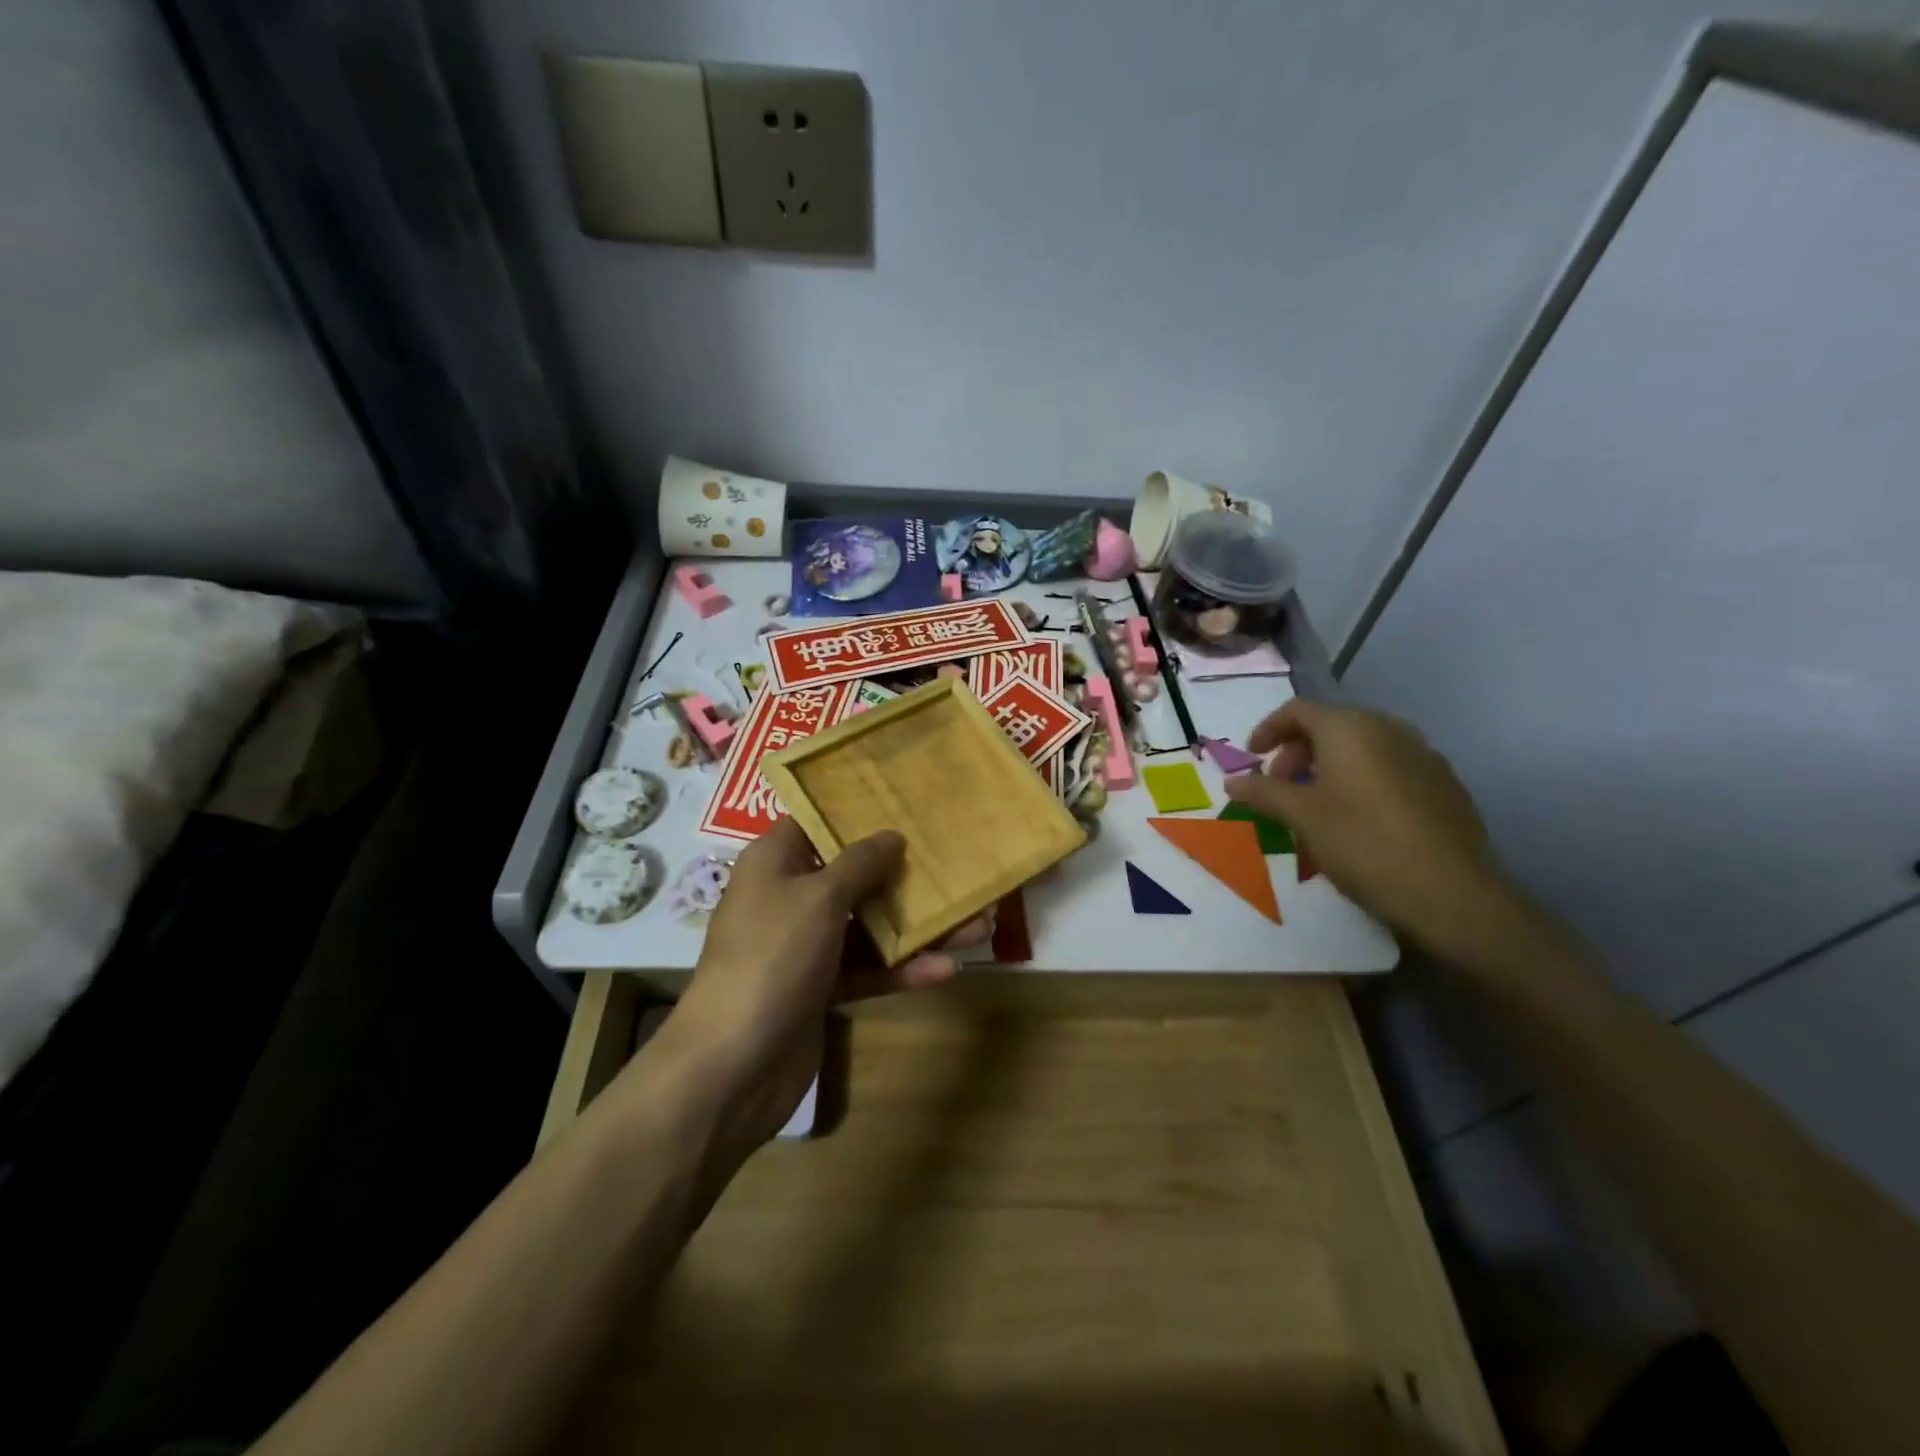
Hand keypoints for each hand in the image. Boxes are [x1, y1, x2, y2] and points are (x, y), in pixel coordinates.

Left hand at [649, 818, 989, 1155]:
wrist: (733, 1065)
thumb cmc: (773, 957)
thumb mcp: (819, 897)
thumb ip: (860, 863)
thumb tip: (891, 835)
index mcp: (775, 862)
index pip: (816, 821)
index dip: (857, 811)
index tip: (906, 803)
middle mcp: (789, 897)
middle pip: (852, 875)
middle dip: (903, 873)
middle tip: (954, 863)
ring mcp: (805, 946)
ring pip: (867, 925)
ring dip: (917, 927)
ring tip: (977, 924)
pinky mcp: (819, 989)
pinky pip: (866, 969)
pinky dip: (901, 968)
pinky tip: (946, 968)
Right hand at [1224, 699, 1518, 957]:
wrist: (1451, 893)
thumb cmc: (1363, 843)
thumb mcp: (1301, 817)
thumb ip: (1263, 792)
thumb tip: (1232, 781)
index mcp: (1351, 728)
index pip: (1297, 711)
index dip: (1267, 730)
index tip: (1251, 759)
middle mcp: (1390, 730)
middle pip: (1331, 726)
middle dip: (1297, 752)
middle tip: (1280, 788)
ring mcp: (1423, 755)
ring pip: (1363, 747)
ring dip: (1329, 767)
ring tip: (1315, 805)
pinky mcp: (1445, 785)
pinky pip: (1390, 767)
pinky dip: (1362, 780)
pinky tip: (1358, 819)